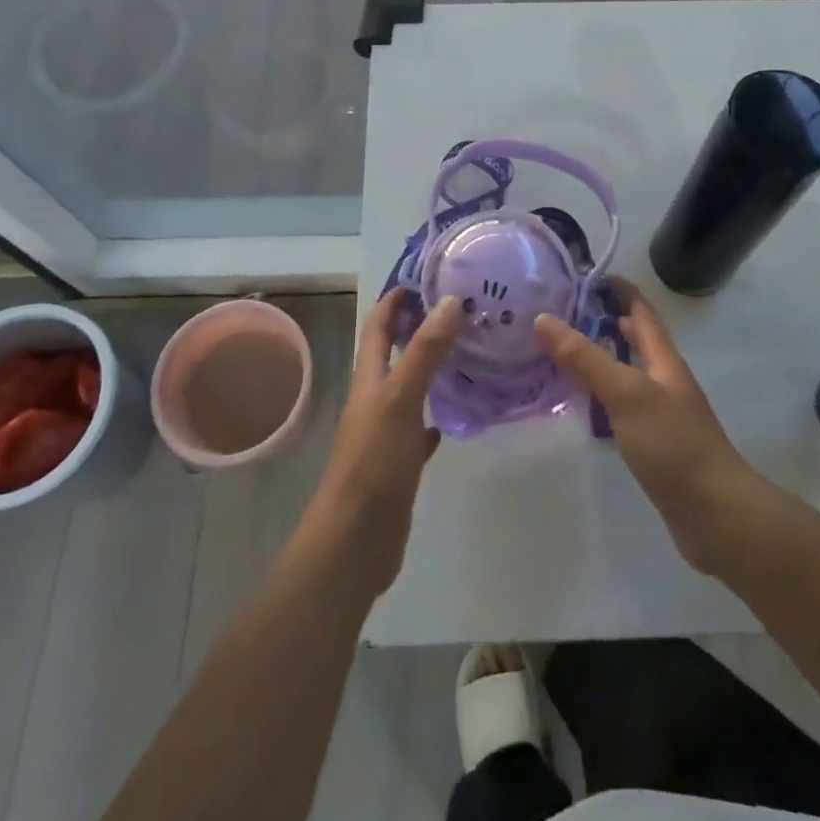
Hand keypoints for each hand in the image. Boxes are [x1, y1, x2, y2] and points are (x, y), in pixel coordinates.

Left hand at [299, 290, 461, 598]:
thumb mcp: (400, 400)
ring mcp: (385, 434)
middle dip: (417, 328)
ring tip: (465, 351)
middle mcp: (374, 401)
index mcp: (369, 381)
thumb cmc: (372, 465)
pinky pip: (418, 430)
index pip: (378, 327)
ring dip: (429, 368)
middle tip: (457, 309)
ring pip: (408, 389)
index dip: (394, 300)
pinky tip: (453, 415)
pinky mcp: (398, 465)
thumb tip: (449, 301)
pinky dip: (434, 416)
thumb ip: (424, 352)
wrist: (353, 544)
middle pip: (393, 354)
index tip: (423, 276)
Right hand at [535, 281, 760, 573]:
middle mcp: (664, 379)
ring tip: (558, 353)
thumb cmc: (673, 445)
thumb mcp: (626, 393)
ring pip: (626, 373)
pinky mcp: (653, 443)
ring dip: (598, 358)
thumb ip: (585, 357)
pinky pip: (621, 406)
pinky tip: (579, 405)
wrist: (716, 515)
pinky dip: (599, 396)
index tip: (583, 274)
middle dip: (602, 321)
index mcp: (663, 359)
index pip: (641, 310)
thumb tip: (543, 318)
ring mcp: (660, 412)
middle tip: (560, 313)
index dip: (617, 288)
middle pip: (634, 339)